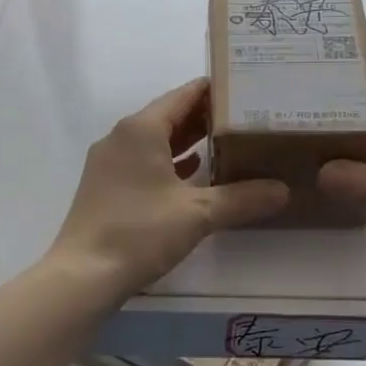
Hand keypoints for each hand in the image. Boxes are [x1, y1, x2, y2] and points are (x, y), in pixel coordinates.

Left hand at [50, 78, 288, 293]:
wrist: (83, 275)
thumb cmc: (140, 231)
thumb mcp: (198, 214)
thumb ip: (242, 198)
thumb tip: (283, 191)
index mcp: (141, 129)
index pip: (184, 95)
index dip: (215, 91)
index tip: (245, 90)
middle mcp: (122, 136)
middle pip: (169, 115)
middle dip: (205, 117)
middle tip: (245, 118)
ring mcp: (109, 161)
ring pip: (155, 140)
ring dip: (188, 141)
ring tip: (227, 143)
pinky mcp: (105, 185)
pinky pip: (143, 161)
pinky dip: (169, 162)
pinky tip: (194, 174)